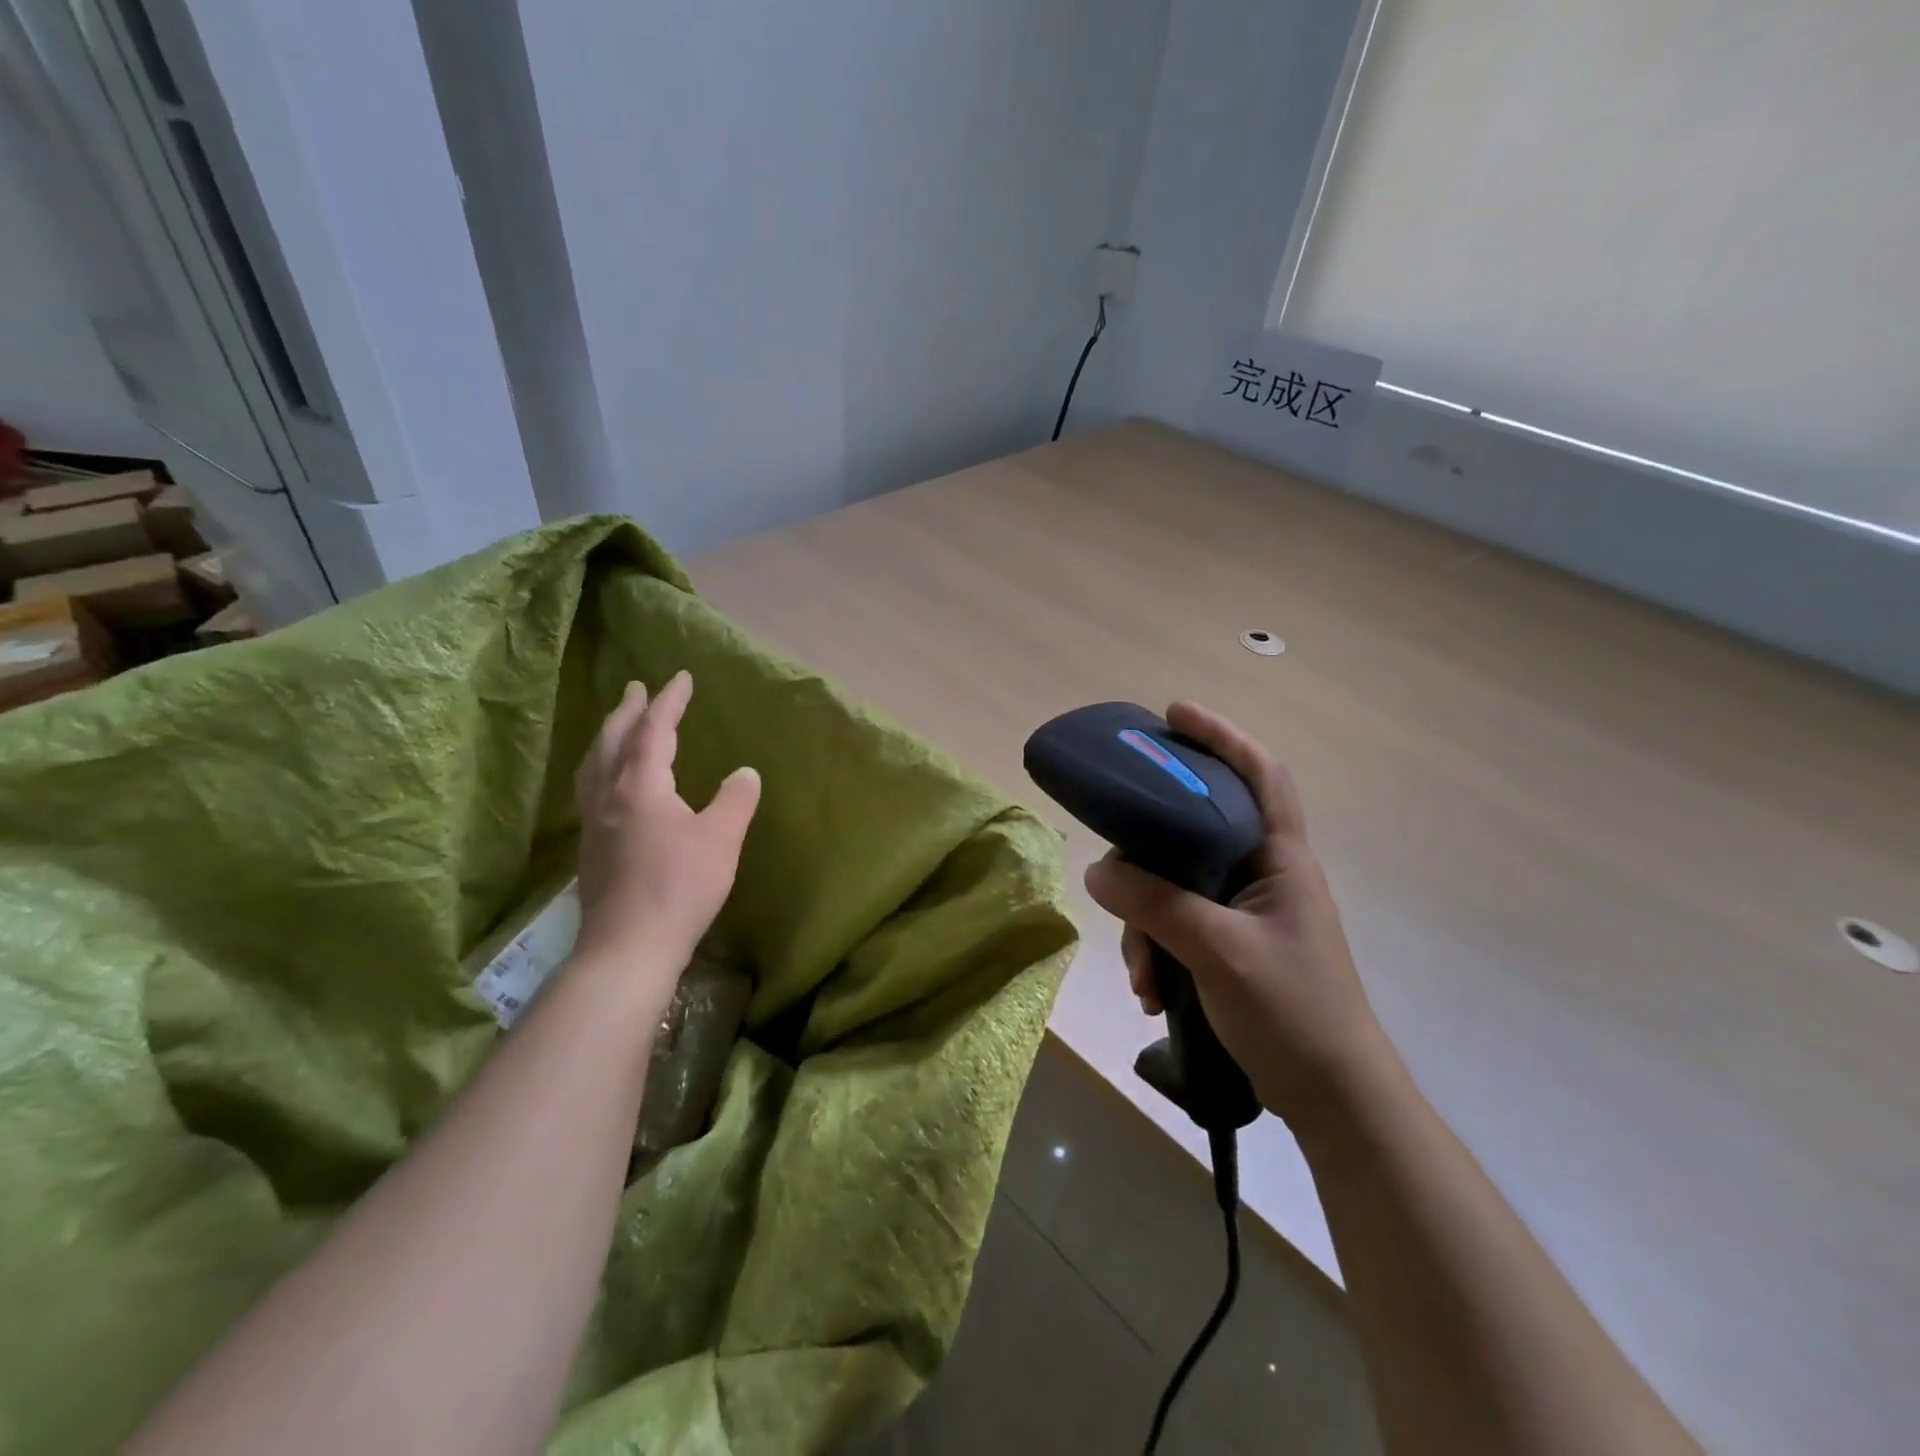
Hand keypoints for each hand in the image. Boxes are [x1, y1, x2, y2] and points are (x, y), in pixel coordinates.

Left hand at [571, 672, 760, 1016]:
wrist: (629, 946)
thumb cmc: (679, 887)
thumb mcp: (721, 839)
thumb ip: (735, 800)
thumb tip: (746, 772)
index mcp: (641, 785)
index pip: (654, 730)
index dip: (669, 702)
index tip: (680, 677)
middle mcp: (609, 796)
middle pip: (613, 741)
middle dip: (628, 711)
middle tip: (637, 688)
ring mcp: (594, 823)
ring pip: (594, 765)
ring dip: (607, 737)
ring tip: (617, 726)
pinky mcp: (590, 849)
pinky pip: (591, 788)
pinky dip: (601, 767)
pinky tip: (610, 784)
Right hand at [1083, 701, 1391, 1129]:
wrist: (1334, 1101)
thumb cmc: (1293, 1012)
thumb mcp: (1217, 951)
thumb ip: (1156, 905)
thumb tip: (1098, 871)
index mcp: (1279, 858)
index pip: (1260, 774)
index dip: (1221, 736)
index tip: (1173, 714)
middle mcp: (1262, 874)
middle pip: (1195, 832)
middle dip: (1149, 860)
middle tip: (1116, 874)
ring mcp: (1245, 912)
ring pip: (1176, 887)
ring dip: (1147, 926)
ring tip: (1143, 977)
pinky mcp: (1230, 946)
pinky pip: (1178, 926)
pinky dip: (1159, 952)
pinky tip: (1152, 993)